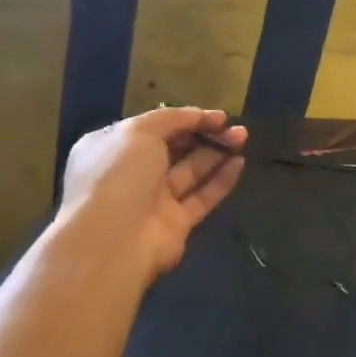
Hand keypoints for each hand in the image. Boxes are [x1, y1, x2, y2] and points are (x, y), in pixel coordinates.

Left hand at [56, 107, 246, 283]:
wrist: (112, 240)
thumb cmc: (118, 175)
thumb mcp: (138, 131)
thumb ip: (173, 118)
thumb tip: (204, 116)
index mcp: (112, 148)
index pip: (153, 128)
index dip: (186, 118)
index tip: (217, 115)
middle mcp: (131, 173)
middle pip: (175, 149)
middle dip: (205, 135)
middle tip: (234, 127)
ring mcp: (154, 200)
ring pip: (191, 171)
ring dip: (217, 152)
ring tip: (243, 137)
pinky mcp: (176, 223)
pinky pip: (202, 197)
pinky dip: (221, 180)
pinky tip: (240, 163)